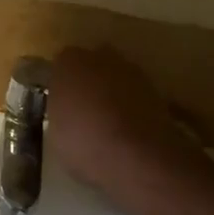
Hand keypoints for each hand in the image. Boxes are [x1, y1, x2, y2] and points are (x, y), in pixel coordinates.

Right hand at [50, 46, 198, 205]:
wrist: (138, 157)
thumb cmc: (85, 142)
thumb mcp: (55, 134)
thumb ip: (59, 114)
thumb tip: (66, 113)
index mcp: (69, 63)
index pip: (61, 65)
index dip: (61, 84)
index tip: (60, 104)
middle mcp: (102, 57)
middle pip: (92, 65)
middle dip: (89, 82)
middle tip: (83, 110)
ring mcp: (133, 71)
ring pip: (117, 78)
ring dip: (113, 94)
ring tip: (108, 124)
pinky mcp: (158, 90)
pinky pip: (136, 95)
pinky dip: (132, 108)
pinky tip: (128, 131)